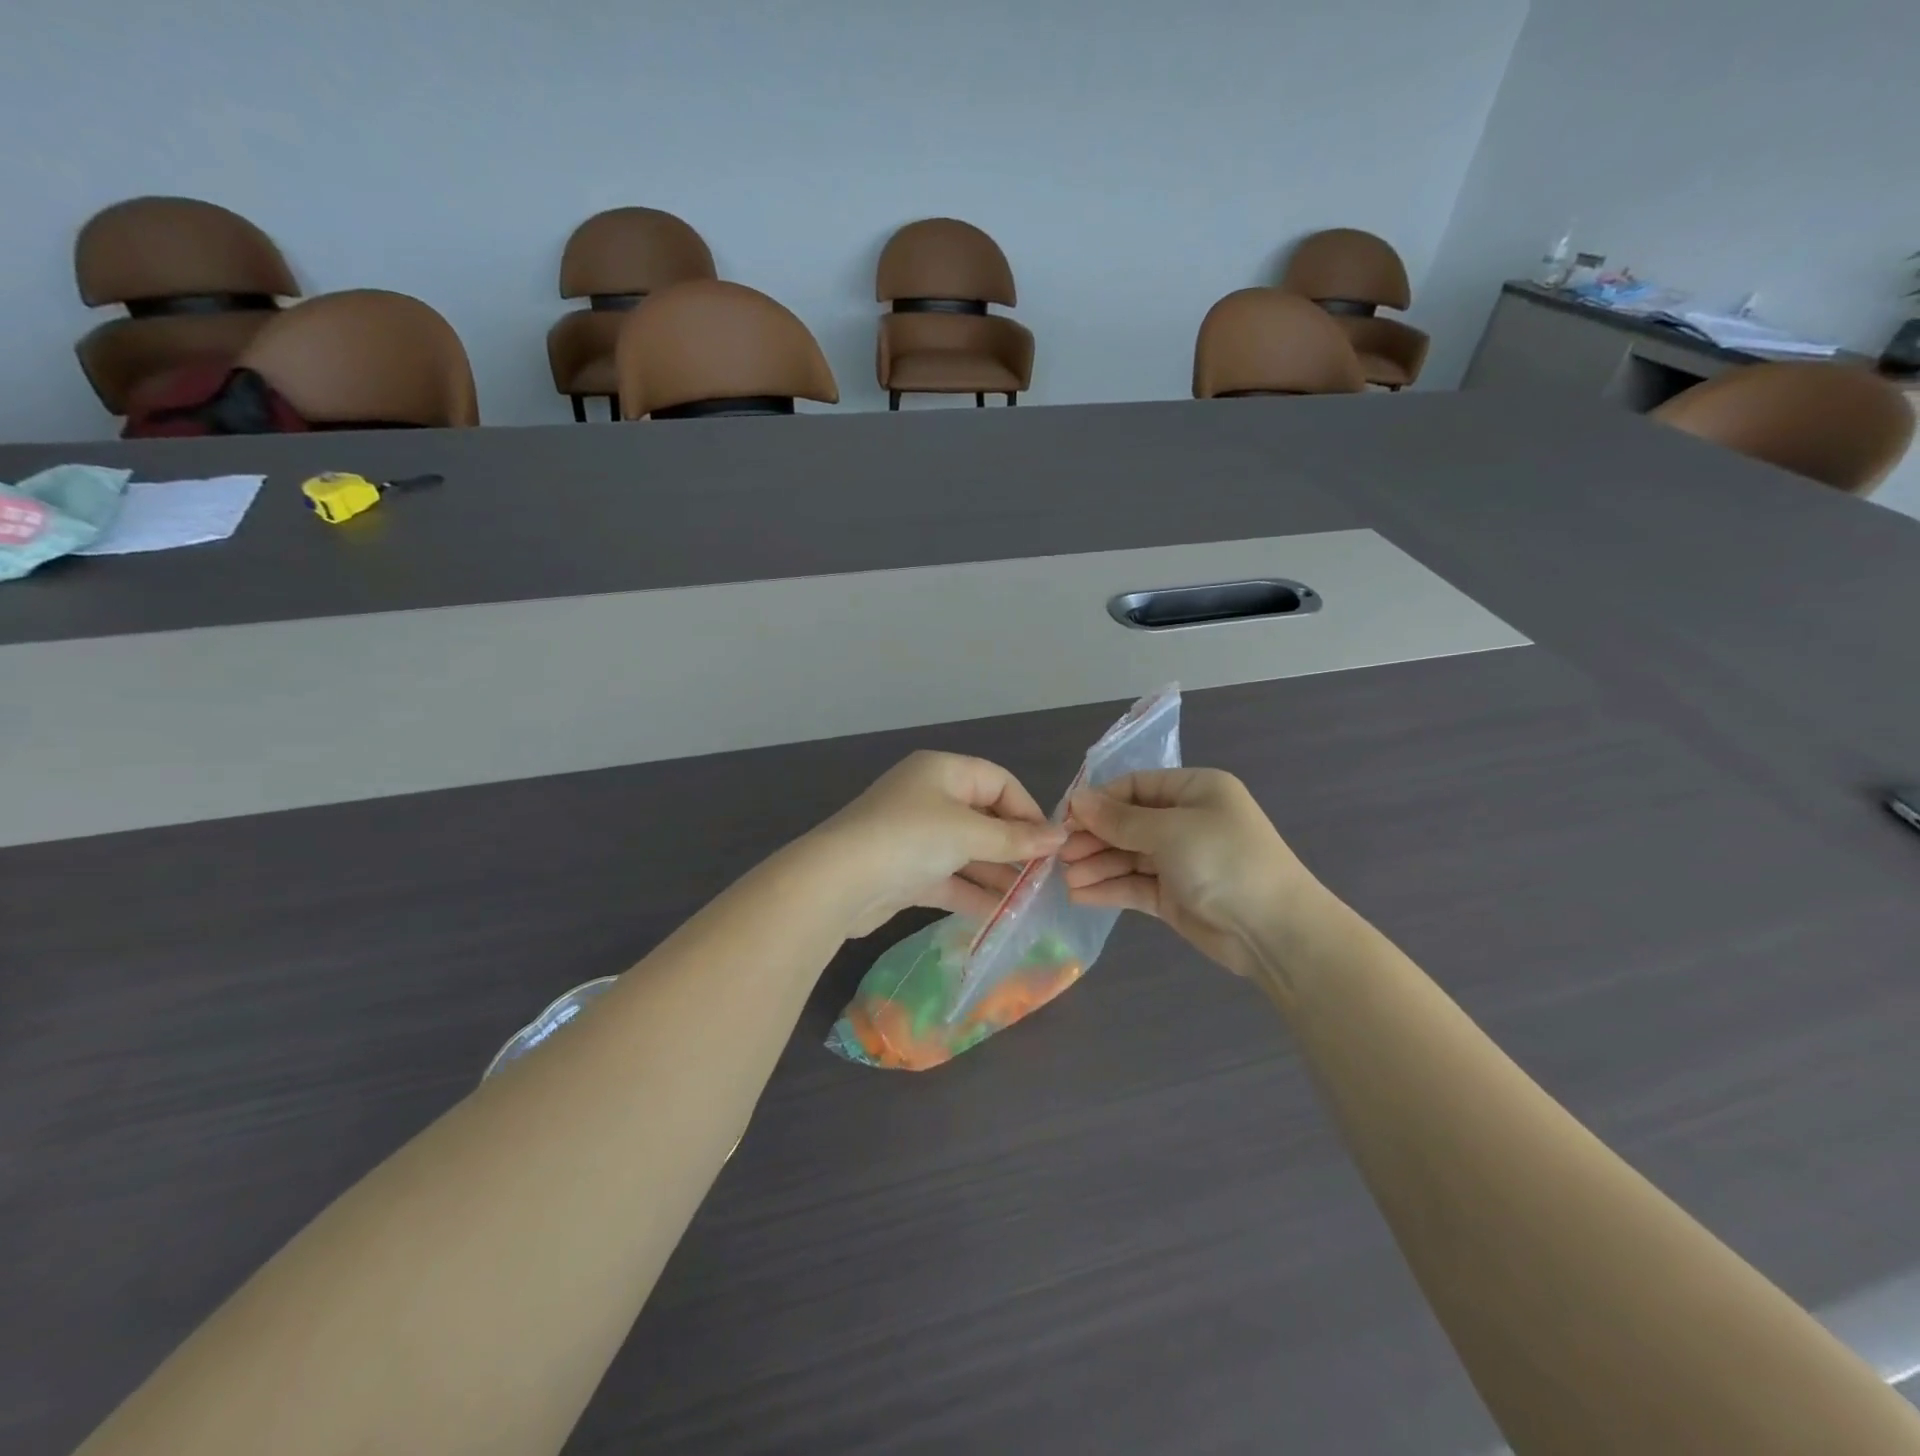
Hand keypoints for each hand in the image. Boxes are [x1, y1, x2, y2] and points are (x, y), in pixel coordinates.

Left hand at [810, 751, 1066, 937]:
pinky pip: (949, 878)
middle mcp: (929, 798)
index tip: (1051, 844)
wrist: (838, 883)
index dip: (1027, 810)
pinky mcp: (906, 872)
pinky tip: (1000, 914)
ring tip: (1031, 901)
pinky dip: (972, 893)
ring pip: (967, 852)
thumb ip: (1015, 838)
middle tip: (1045, 877)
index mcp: (942, 771)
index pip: (998, 782)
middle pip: (984, 818)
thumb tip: (1060, 836)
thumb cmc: (910, 839)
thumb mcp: (968, 833)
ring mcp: (915, 836)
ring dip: (997, 874)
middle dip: (1014, 847)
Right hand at [1061, 768, 1323, 976]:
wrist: (1275, 931)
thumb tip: (1077, 799)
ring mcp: (1180, 860)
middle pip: (1128, 822)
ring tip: (1064, 878)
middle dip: (1093, 836)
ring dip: (1096, 865)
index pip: (1136, 786)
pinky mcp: (1175, 896)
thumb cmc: (1225, 861)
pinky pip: (1135, 885)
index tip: (1065, 817)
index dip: (1100, 801)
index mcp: (1195, 790)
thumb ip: (1120, 819)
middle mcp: (1187, 821)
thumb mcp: (1170, 830)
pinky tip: (1079, 895)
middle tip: (1060, 853)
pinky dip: (1109, 888)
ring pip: (1128, 856)